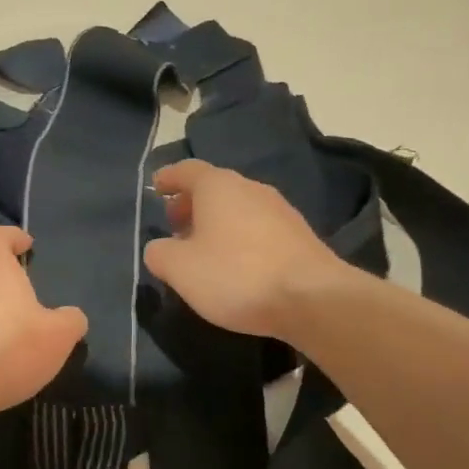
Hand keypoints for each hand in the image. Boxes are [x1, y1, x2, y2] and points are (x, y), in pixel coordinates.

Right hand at [143, 160, 348, 337]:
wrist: (311, 298)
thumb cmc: (236, 275)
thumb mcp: (180, 269)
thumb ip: (160, 254)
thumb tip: (160, 248)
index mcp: (219, 187)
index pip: (187, 170)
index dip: (169, 178)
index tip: (156, 187)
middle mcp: (251, 188)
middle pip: (214, 188)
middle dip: (191, 204)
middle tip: (174, 225)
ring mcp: (280, 210)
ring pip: (238, 208)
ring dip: (216, 223)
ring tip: (202, 250)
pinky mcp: (298, 236)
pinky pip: (257, 228)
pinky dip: (238, 238)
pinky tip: (235, 265)